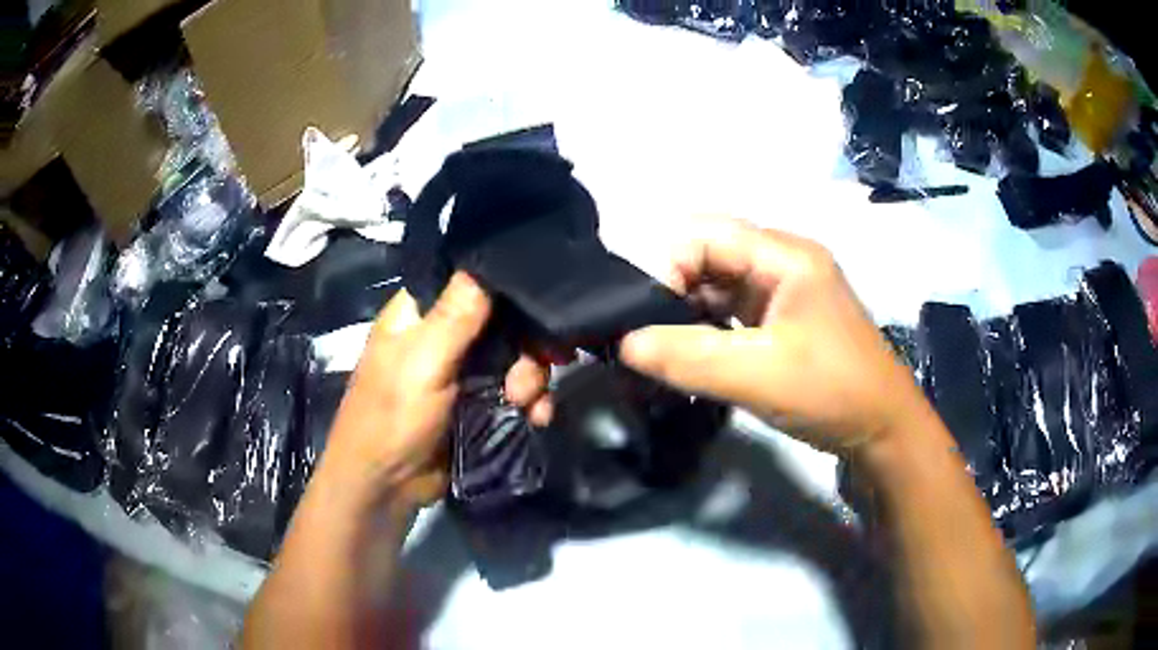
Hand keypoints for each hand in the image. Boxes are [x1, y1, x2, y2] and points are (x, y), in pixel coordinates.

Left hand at [321, 273, 551, 508]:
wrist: (386, 487)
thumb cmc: (392, 417)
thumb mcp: (422, 362)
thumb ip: (456, 315)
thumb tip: (487, 259)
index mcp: (421, 313)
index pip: (470, 280)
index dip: (507, 288)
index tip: (542, 301)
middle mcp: (444, 336)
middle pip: (503, 322)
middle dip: (525, 348)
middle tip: (532, 373)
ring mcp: (463, 372)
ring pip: (515, 358)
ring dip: (531, 381)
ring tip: (528, 406)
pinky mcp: (478, 404)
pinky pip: (516, 392)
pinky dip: (531, 403)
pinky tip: (536, 419)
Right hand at [620, 217, 925, 453]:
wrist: (883, 430)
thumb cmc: (832, 392)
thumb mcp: (759, 375)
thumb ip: (689, 357)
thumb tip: (623, 343)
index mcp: (785, 255)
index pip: (706, 234)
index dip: (668, 267)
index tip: (648, 320)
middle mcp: (783, 262)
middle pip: (710, 256)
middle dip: (674, 291)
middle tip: (651, 338)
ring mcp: (784, 291)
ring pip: (719, 285)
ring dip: (688, 313)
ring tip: (665, 350)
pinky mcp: (783, 320)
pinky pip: (732, 310)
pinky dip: (707, 328)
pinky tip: (693, 355)